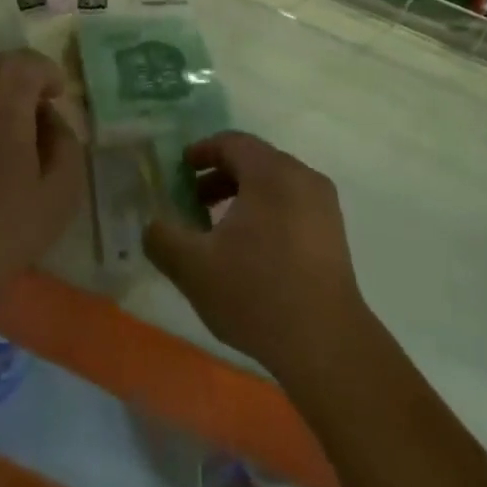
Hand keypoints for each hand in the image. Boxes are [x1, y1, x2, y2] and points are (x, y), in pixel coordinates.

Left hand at [0, 51, 84, 335]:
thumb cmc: (1, 232)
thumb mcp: (59, 196)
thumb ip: (66, 146)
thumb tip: (53, 120)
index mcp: (4, 106)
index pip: (26, 63)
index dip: (47, 71)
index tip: (57, 94)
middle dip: (16, 71)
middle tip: (32, 99)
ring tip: (1, 116)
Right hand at [143, 132, 367, 384]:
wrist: (326, 344)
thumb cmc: (256, 293)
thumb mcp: (194, 268)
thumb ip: (163, 239)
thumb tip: (152, 225)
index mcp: (271, 172)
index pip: (233, 142)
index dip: (203, 151)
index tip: (181, 169)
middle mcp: (302, 177)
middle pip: (255, 161)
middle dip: (220, 177)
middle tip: (193, 202)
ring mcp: (323, 205)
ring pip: (275, 185)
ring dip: (243, 197)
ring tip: (217, 231)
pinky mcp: (334, 233)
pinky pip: (293, 205)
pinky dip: (267, 212)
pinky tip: (251, 251)